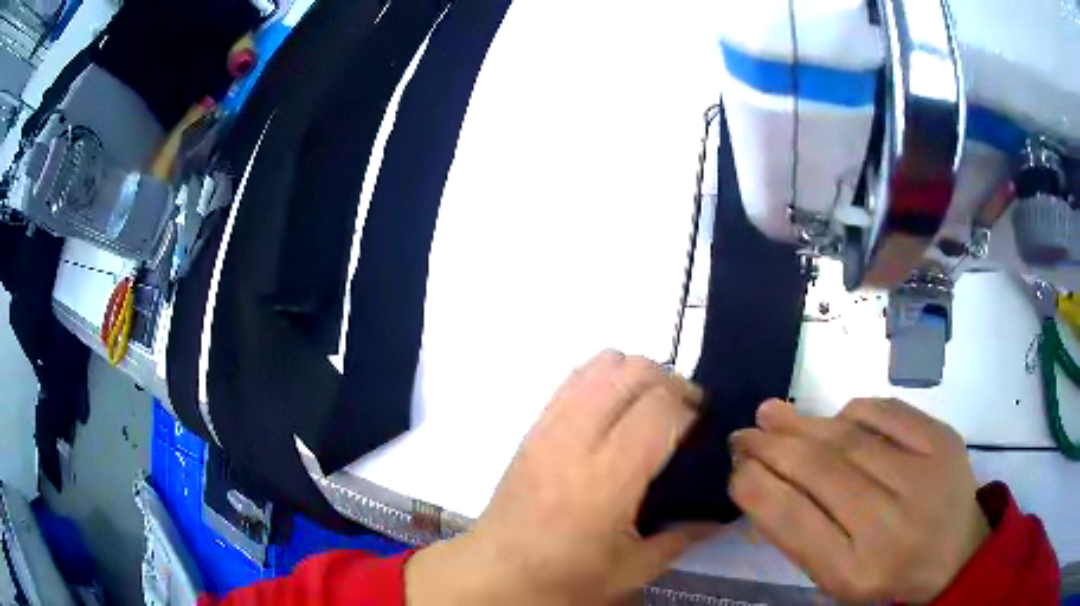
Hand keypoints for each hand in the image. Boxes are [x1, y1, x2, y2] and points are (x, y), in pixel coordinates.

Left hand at [407, 351, 715, 604]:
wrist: (496, 572)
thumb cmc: (565, 577)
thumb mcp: (633, 569)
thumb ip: (683, 536)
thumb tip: (720, 513)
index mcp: (607, 480)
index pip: (660, 408)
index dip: (692, 407)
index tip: (704, 425)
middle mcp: (576, 441)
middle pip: (633, 372)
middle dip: (670, 383)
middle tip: (683, 415)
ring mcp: (549, 428)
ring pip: (602, 365)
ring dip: (637, 376)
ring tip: (648, 410)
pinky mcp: (533, 427)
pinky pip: (573, 378)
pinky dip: (604, 378)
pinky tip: (613, 411)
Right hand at [729, 398, 989, 602]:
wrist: (956, 556)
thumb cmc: (888, 576)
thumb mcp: (838, 578)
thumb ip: (803, 537)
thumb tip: (763, 483)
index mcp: (855, 571)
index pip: (794, 522)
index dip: (757, 488)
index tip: (735, 469)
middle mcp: (889, 524)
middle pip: (821, 472)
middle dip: (773, 447)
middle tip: (743, 433)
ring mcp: (922, 476)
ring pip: (851, 438)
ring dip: (805, 423)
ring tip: (772, 413)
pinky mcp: (944, 441)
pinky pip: (889, 413)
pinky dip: (855, 410)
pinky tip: (836, 416)